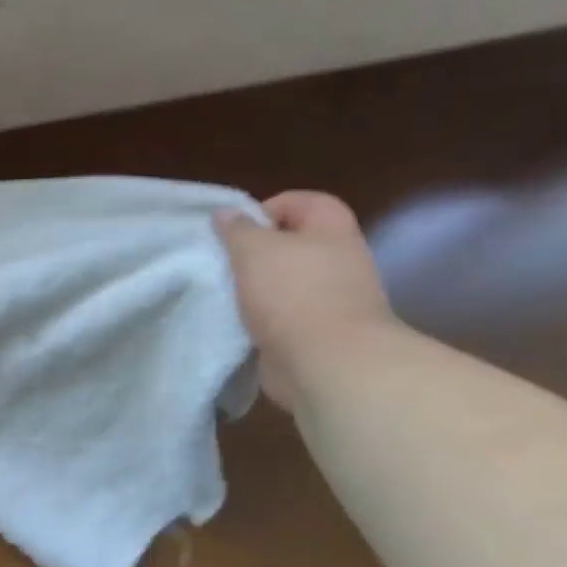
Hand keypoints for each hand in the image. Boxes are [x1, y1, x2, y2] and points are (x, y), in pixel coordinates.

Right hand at [215, 191, 398, 410]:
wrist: (328, 365)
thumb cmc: (293, 293)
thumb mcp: (254, 249)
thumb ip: (237, 229)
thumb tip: (226, 213)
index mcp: (332, 230)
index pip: (304, 201)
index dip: (269, 207)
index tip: (238, 229)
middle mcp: (340, 261)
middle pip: (293, 244)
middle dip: (257, 252)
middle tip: (226, 262)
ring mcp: (333, 300)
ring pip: (286, 282)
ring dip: (256, 288)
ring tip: (226, 294)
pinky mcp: (320, 334)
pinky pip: (284, 316)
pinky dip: (262, 319)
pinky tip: (238, 324)